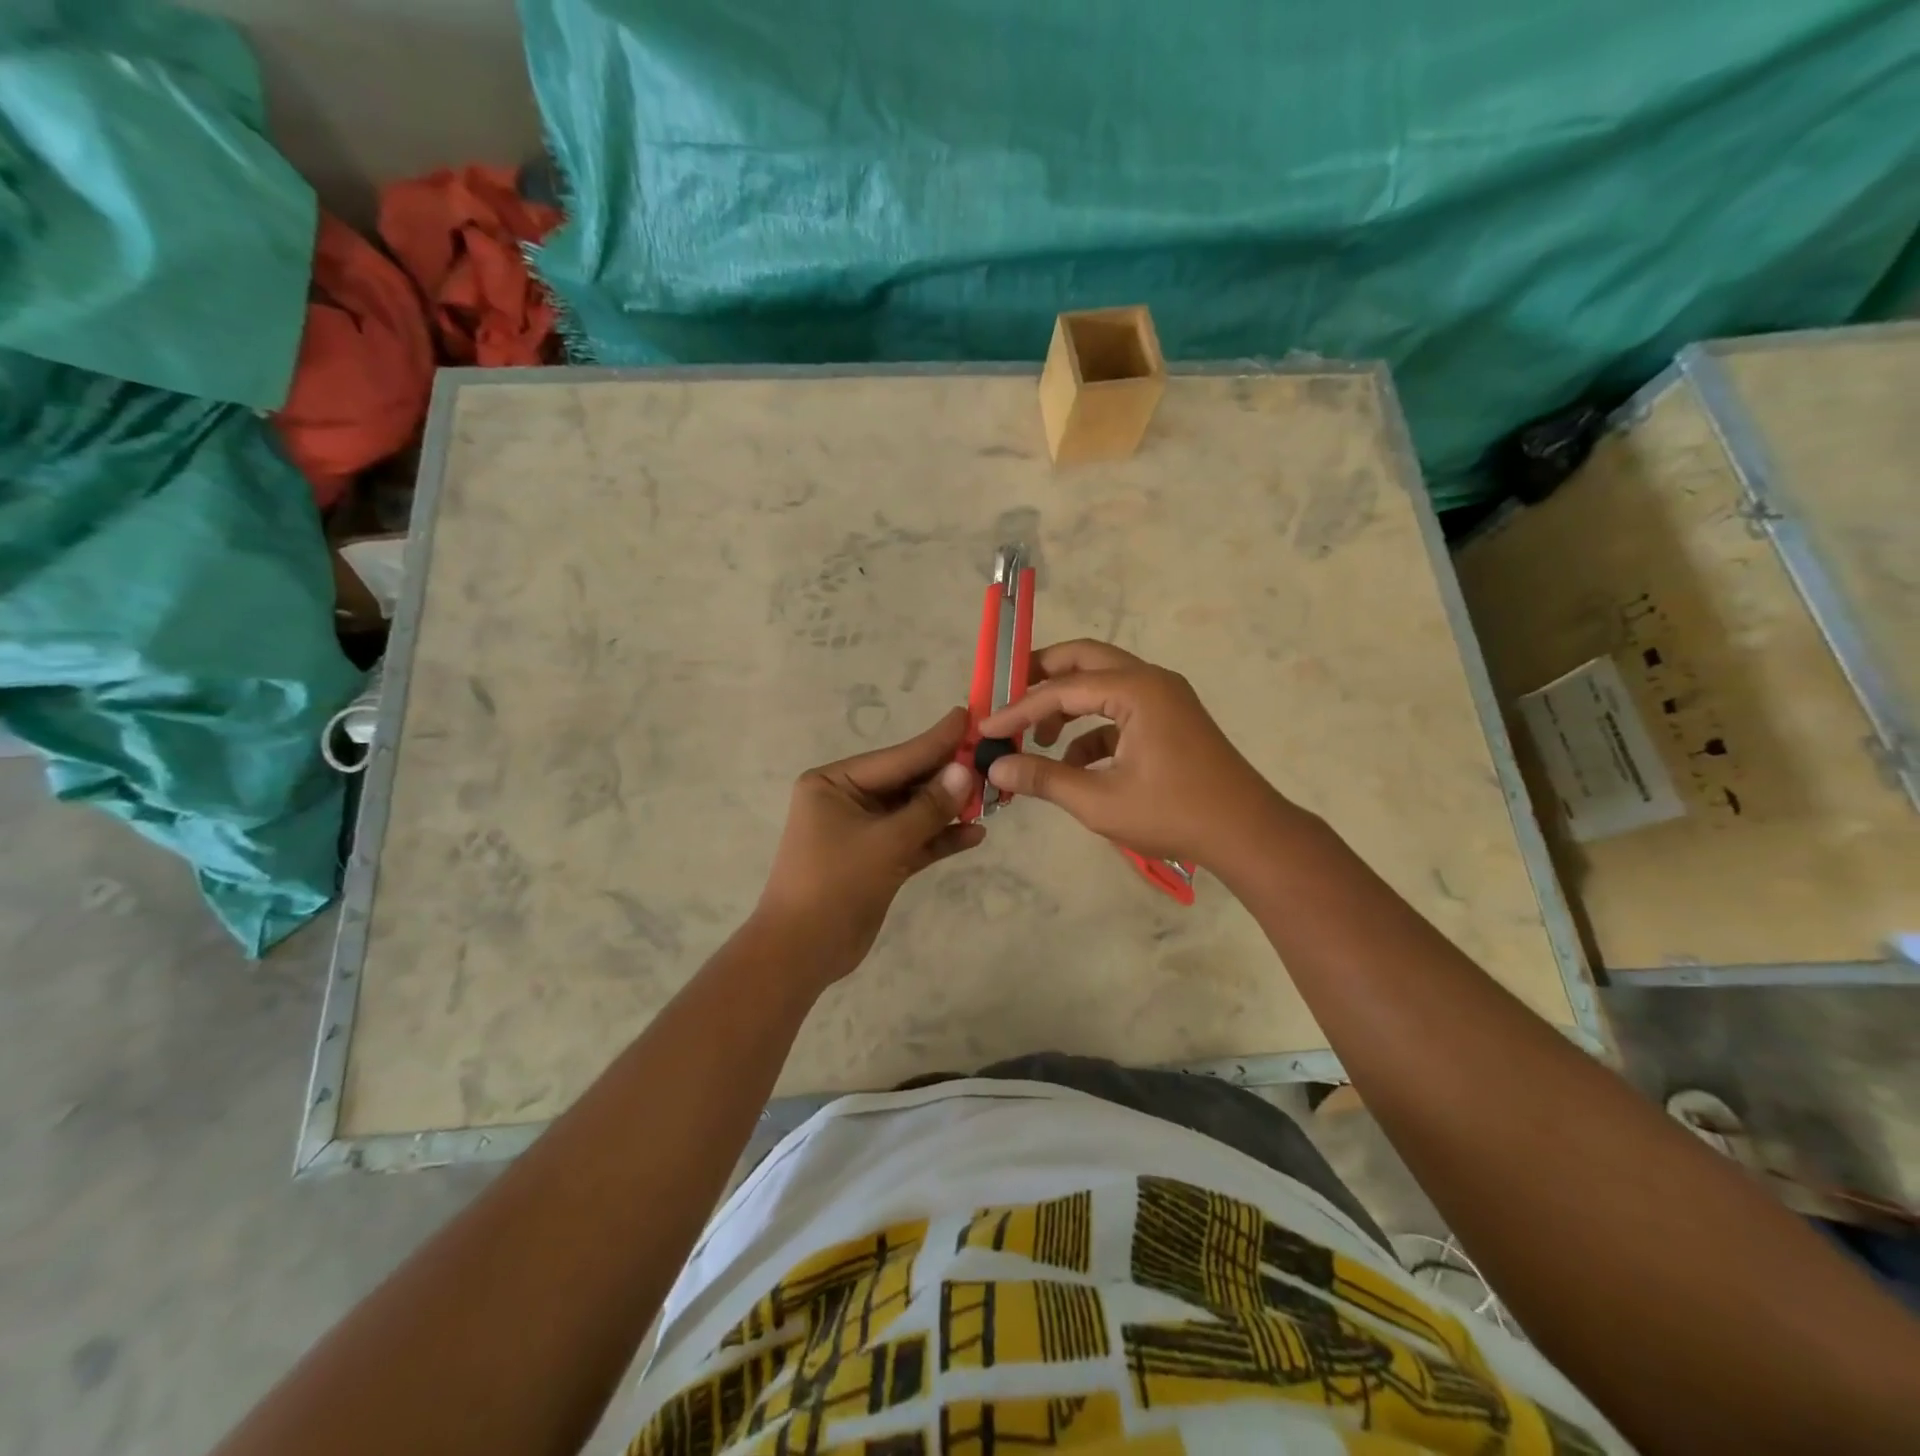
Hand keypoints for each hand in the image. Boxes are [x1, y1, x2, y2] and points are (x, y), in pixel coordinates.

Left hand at [753, 707, 983, 986]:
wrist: (802, 953)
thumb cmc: (834, 884)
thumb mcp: (885, 842)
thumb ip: (928, 807)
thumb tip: (965, 771)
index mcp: (835, 782)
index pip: (896, 757)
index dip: (936, 740)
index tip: (970, 716)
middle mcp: (848, 799)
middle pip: (908, 782)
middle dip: (948, 777)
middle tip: (993, 760)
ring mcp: (864, 831)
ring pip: (914, 812)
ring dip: (949, 809)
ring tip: (993, 797)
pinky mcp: (877, 860)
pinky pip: (914, 840)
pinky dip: (940, 838)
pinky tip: (975, 834)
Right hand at [976, 640, 1294, 868]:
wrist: (1247, 833)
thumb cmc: (1174, 814)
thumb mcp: (1100, 801)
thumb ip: (1044, 779)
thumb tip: (995, 768)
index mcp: (1136, 690)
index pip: (1062, 688)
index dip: (1019, 708)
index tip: (986, 728)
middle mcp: (1150, 680)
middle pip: (1084, 659)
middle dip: (1042, 677)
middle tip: (1007, 696)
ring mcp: (1164, 698)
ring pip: (1102, 683)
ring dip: (1067, 704)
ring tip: (1036, 740)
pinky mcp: (1170, 719)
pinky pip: (1119, 710)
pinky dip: (1092, 730)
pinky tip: (1073, 765)